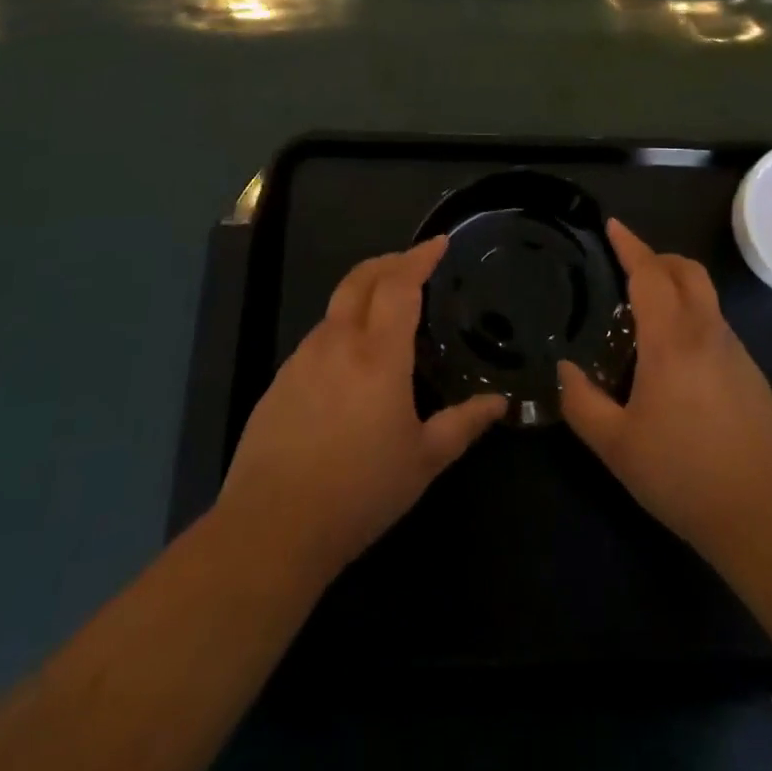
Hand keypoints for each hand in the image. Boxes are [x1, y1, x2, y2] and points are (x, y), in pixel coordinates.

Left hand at [216, 237, 505, 584]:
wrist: (271, 528)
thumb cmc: (360, 492)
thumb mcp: (423, 461)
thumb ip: (463, 425)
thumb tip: (499, 403)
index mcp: (378, 354)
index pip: (400, 284)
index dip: (420, 257)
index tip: (439, 242)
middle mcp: (338, 343)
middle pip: (361, 278)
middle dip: (390, 260)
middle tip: (414, 261)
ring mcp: (302, 359)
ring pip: (337, 308)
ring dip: (364, 294)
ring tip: (386, 313)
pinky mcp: (280, 381)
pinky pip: (318, 339)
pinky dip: (342, 329)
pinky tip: (350, 364)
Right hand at [558, 221, 771, 576]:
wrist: (768, 517)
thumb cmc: (684, 475)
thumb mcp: (617, 446)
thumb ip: (582, 402)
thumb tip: (564, 370)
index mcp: (672, 340)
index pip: (650, 273)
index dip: (630, 245)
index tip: (613, 226)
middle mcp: (708, 333)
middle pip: (688, 271)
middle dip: (658, 258)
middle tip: (628, 267)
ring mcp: (736, 353)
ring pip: (705, 299)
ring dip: (676, 291)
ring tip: (644, 321)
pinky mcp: (753, 376)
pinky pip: (716, 328)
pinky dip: (692, 321)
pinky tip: (674, 365)